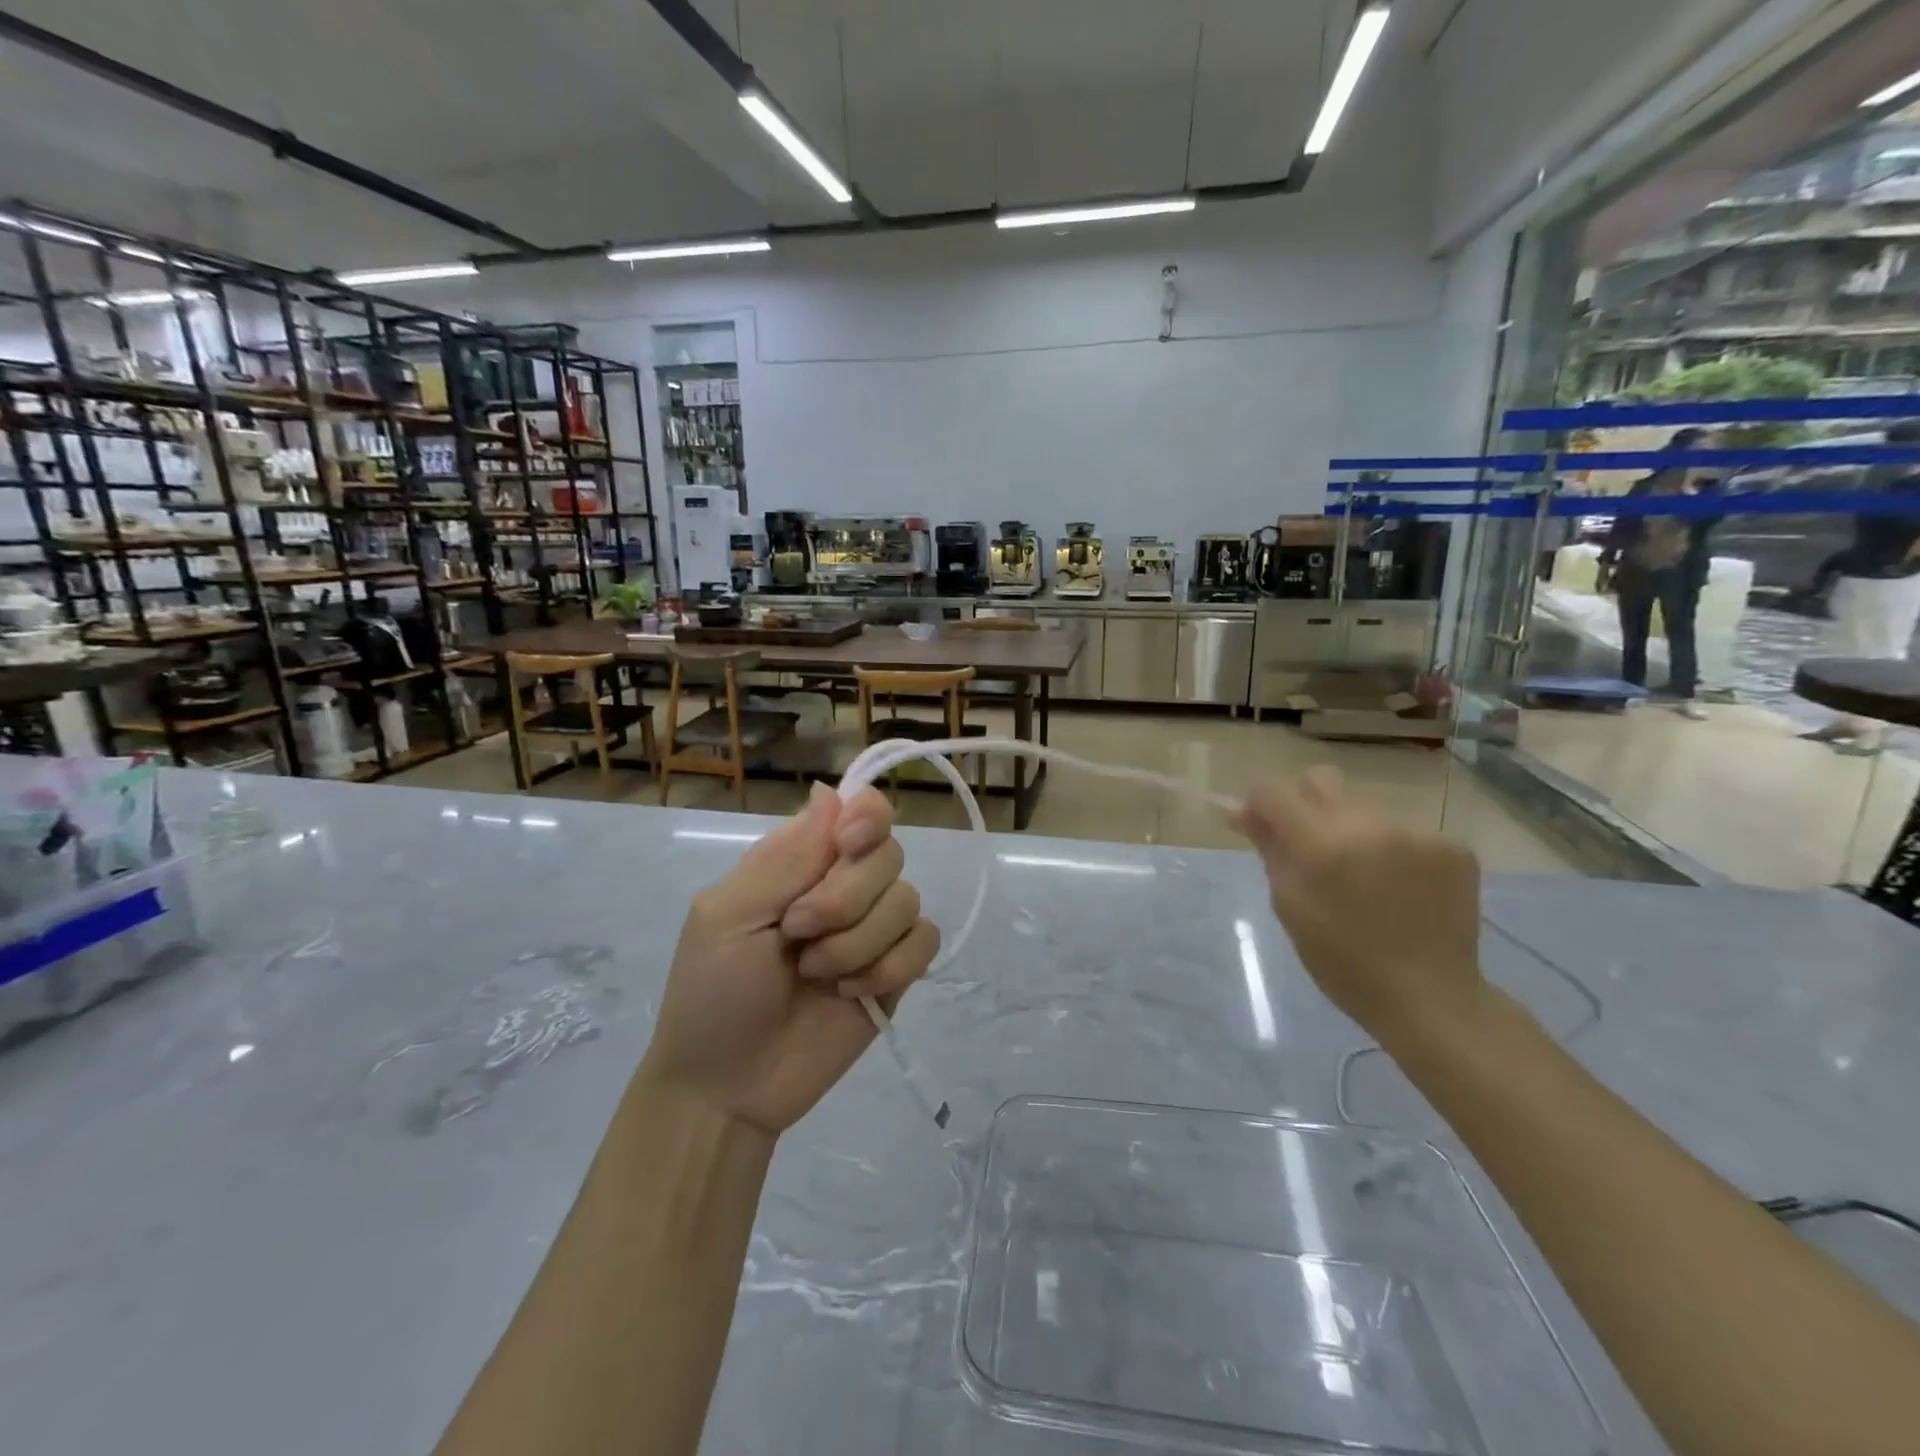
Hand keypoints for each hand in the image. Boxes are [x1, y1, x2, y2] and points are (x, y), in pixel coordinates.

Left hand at [639, 785, 939, 1135]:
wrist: (728, 1087)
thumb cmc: (711, 992)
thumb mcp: (729, 915)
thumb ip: (785, 857)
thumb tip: (831, 792)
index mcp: (801, 860)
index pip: (860, 810)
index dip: (867, 818)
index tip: (848, 844)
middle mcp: (844, 885)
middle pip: (888, 854)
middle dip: (845, 898)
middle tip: (797, 931)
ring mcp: (873, 930)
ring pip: (908, 901)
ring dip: (858, 942)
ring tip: (814, 974)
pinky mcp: (895, 973)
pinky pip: (924, 943)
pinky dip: (890, 967)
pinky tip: (851, 993)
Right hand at [1231, 767, 1484, 1046]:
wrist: (1429, 998)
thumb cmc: (1342, 961)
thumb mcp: (1290, 906)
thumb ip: (1268, 848)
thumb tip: (1238, 809)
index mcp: (1321, 845)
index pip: (1274, 791)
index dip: (1261, 804)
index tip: (1262, 828)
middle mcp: (1370, 825)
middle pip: (1322, 782)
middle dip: (1306, 806)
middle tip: (1311, 848)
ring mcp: (1417, 833)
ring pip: (1365, 807)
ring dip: (1352, 829)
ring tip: (1363, 876)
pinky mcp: (1453, 846)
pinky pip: (1405, 830)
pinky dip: (1393, 850)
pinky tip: (1400, 886)